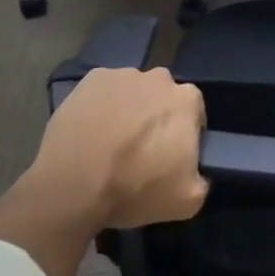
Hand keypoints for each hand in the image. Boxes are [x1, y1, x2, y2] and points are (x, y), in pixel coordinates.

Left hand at [28, 66, 208, 230]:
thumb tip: (194, 170)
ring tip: (109, 144)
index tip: (167, 157)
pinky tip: (89, 132)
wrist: (73, 185)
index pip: (193, 114)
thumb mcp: (186, 201)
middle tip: (138, 150)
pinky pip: (103, 91)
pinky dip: (100, 106)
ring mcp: (123, 74)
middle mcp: (160, 77)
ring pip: (132, 92)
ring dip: (127, 111)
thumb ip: (201, 178)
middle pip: (162, 97)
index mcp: (187, 100)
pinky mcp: (92, 79)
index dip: (182, 136)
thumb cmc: (134, 188)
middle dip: (155, 118)